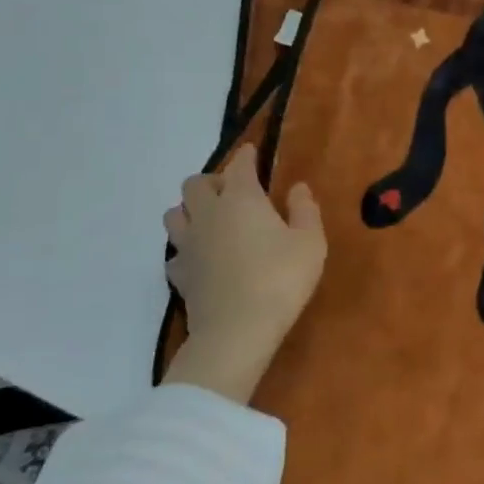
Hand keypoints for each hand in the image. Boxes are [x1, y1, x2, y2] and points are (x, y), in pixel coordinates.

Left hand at [161, 148, 325, 402]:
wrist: (238, 330)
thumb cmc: (281, 278)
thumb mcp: (310, 242)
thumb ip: (305, 210)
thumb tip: (297, 188)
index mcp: (241, 199)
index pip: (239, 166)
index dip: (246, 157)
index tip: (251, 152)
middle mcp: (208, 215)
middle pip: (194, 185)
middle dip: (211, 181)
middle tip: (231, 191)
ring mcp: (188, 246)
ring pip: (173, 215)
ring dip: (189, 211)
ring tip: (210, 220)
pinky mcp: (180, 276)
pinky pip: (175, 254)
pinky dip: (185, 250)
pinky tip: (201, 258)